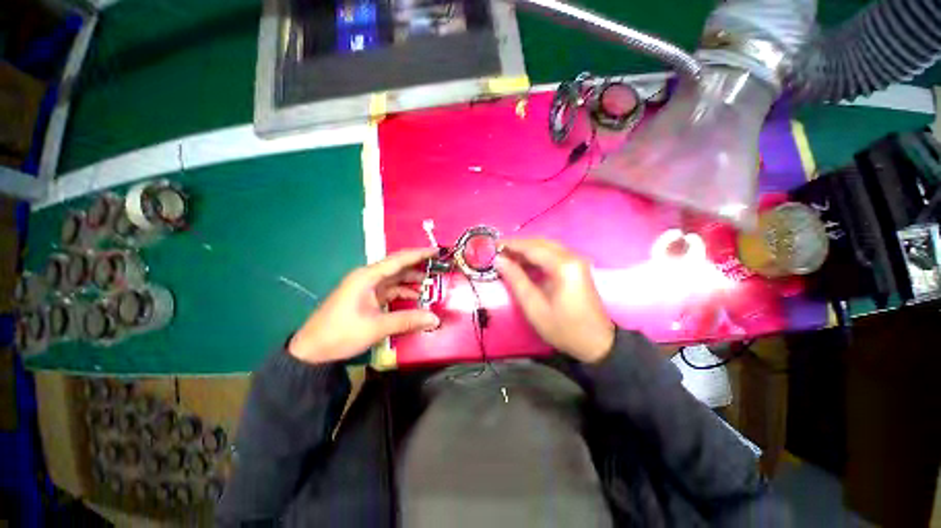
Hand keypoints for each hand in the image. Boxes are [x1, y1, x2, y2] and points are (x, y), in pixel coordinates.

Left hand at [288, 248, 440, 363]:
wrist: (311, 351)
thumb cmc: (341, 333)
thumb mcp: (376, 327)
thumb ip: (407, 320)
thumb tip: (435, 319)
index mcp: (367, 277)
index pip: (398, 260)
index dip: (419, 254)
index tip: (437, 251)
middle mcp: (368, 278)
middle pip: (397, 267)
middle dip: (418, 267)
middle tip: (438, 268)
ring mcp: (366, 288)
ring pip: (394, 279)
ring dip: (411, 281)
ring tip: (431, 284)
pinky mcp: (366, 299)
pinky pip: (390, 291)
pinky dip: (403, 293)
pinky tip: (415, 298)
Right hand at [496, 239, 614, 362]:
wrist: (596, 343)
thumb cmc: (563, 328)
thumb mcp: (534, 307)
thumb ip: (516, 279)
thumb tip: (499, 260)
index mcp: (563, 266)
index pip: (532, 247)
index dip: (510, 245)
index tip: (492, 245)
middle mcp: (572, 257)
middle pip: (540, 243)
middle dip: (517, 246)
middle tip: (498, 252)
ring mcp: (576, 261)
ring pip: (546, 247)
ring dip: (526, 250)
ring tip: (507, 258)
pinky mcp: (577, 267)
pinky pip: (553, 254)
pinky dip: (536, 257)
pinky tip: (524, 264)